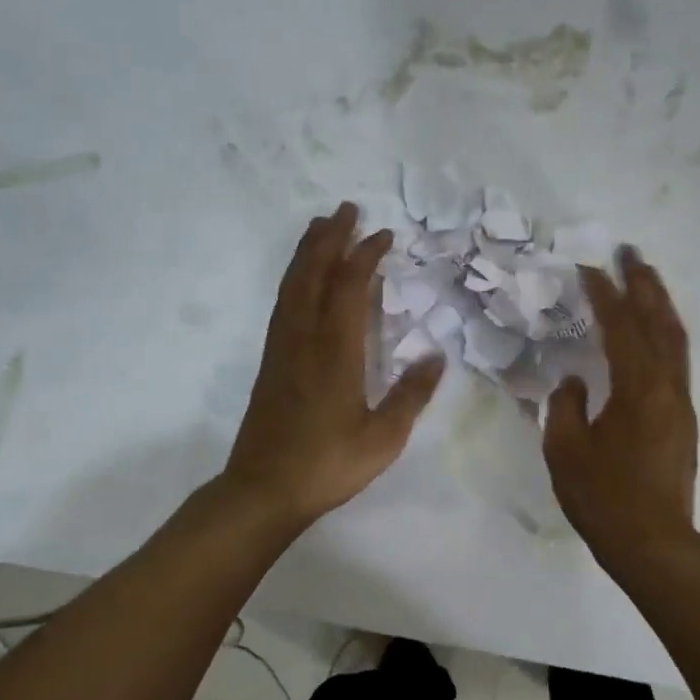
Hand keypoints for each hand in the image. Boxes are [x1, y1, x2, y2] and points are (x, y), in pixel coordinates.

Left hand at [224, 202, 444, 526]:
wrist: (263, 490)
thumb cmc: (327, 465)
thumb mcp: (383, 438)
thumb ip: (411, 395)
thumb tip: (436, 355)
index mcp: (335, 353)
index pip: (349, 289)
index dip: (365, 256)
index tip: (383, 235)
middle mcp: (304, 340)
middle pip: (313, 275)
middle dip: (330, 238)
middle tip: (346, 209)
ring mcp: (281, 349)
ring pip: (291, 286)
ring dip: (307, 252)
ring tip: (321, 227)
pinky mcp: (270, 362)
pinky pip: (282, 305)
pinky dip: (294, 279)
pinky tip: (301, 279)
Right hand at [543, 246, 698, 559]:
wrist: (653, 543)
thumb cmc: (604, 499)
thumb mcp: (566, 451)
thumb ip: (565, 407)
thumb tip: (574, 383)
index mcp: (638, 388)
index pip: (621, 327)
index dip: (604, 294)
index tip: (588, 268)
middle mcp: (667, 387)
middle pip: (660, 322)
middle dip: (645, 284)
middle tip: (630, 252)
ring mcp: (681, 403)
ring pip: (676, 340)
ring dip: (660, 305)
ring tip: (646, 279)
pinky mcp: (684, 420)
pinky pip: (677, 361)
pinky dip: (665, 334)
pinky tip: (653, 333)